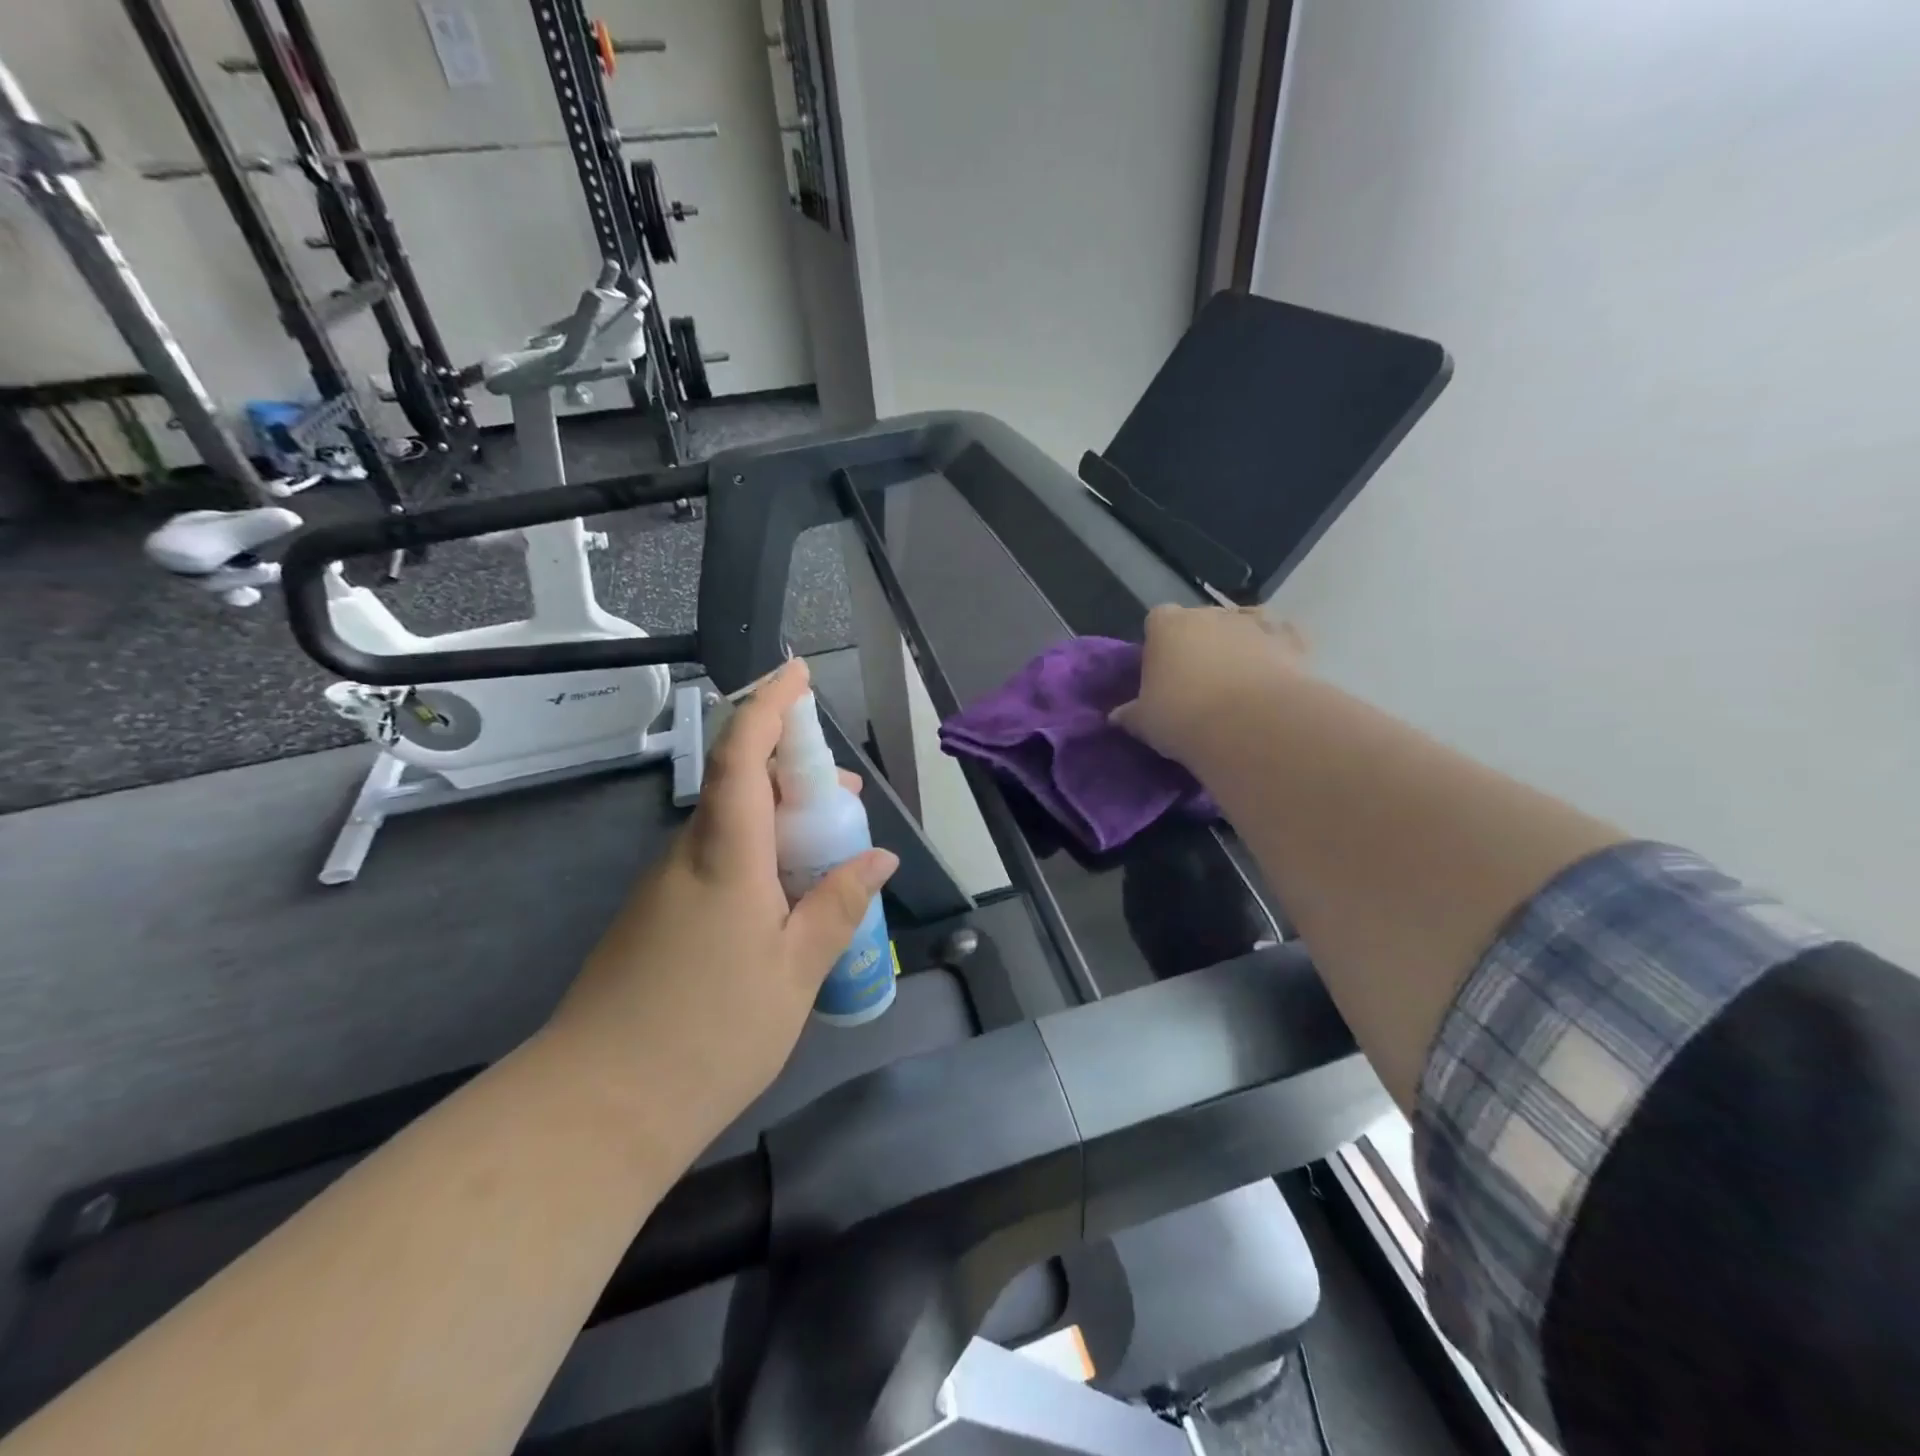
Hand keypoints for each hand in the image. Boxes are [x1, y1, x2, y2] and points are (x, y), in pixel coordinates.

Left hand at [543, 659, 898, 1162]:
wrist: (596, 1109)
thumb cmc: (709, 1032)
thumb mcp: (796, 970)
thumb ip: (838, 905)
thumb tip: (879, 856)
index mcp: (725, 854)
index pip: (741, 755)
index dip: (769, 706)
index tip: (796, 672)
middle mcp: (688, 855)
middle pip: (739, 785)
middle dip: (793, 771)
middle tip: (846, 793)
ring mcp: (665, 886)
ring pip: (730, 826)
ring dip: (780, 821)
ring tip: (829, 853)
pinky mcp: (656, 917)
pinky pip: (716, 862)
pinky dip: (758, 858)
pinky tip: (785, 903)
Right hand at [1112, 605, 1308, 762]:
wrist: (1252, 726)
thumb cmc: (1183, 717)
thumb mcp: (1145, 722)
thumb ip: (1130, 714)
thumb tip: (1116, 716)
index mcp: (1167, 625)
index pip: (1156, 620)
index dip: (1159, 643)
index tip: (1161, 672)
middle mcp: (1209, 614)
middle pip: (1200, 621)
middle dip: (1199, 643)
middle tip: (1197, 682)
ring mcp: (1253, 623)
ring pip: (1242, 625)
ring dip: (1238, 644)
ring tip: (1237, 681)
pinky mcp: (1291, 640)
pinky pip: (1281, 638)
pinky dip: (1276, 650)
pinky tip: (1274, 673)